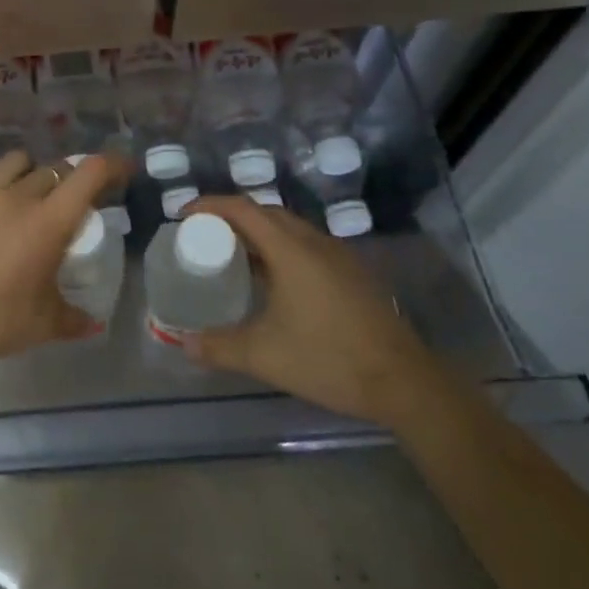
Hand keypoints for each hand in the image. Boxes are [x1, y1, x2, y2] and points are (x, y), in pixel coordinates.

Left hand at [0, 150, 119, 364]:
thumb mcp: (41, 325)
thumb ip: (73, 318)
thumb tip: (92, 322)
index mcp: (48, 221)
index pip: (90, 173)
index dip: (113, 164)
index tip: (124, 170)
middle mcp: (18, 196)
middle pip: (54, 169)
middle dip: (70, 180)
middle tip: (71, 202)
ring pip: (16, 163)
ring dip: (31, 173)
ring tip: (28, 196)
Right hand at [183, 196, 439, 426]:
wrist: (405, 383)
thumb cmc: (329, 359)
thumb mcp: (265, 356)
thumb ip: (220, 347)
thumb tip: (184, 343)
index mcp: (290, 249)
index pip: (242, 209)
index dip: (209, 206)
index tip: (183, 216)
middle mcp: (314, 242)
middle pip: (265, 212)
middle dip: (231, 218)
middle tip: (206, 237)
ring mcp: (338, 256)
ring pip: (289, 228)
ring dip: (258, 233)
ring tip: (234, 256)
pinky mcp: (353, 273)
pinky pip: (306, 245)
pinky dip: (281, 249)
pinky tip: (275, 281)